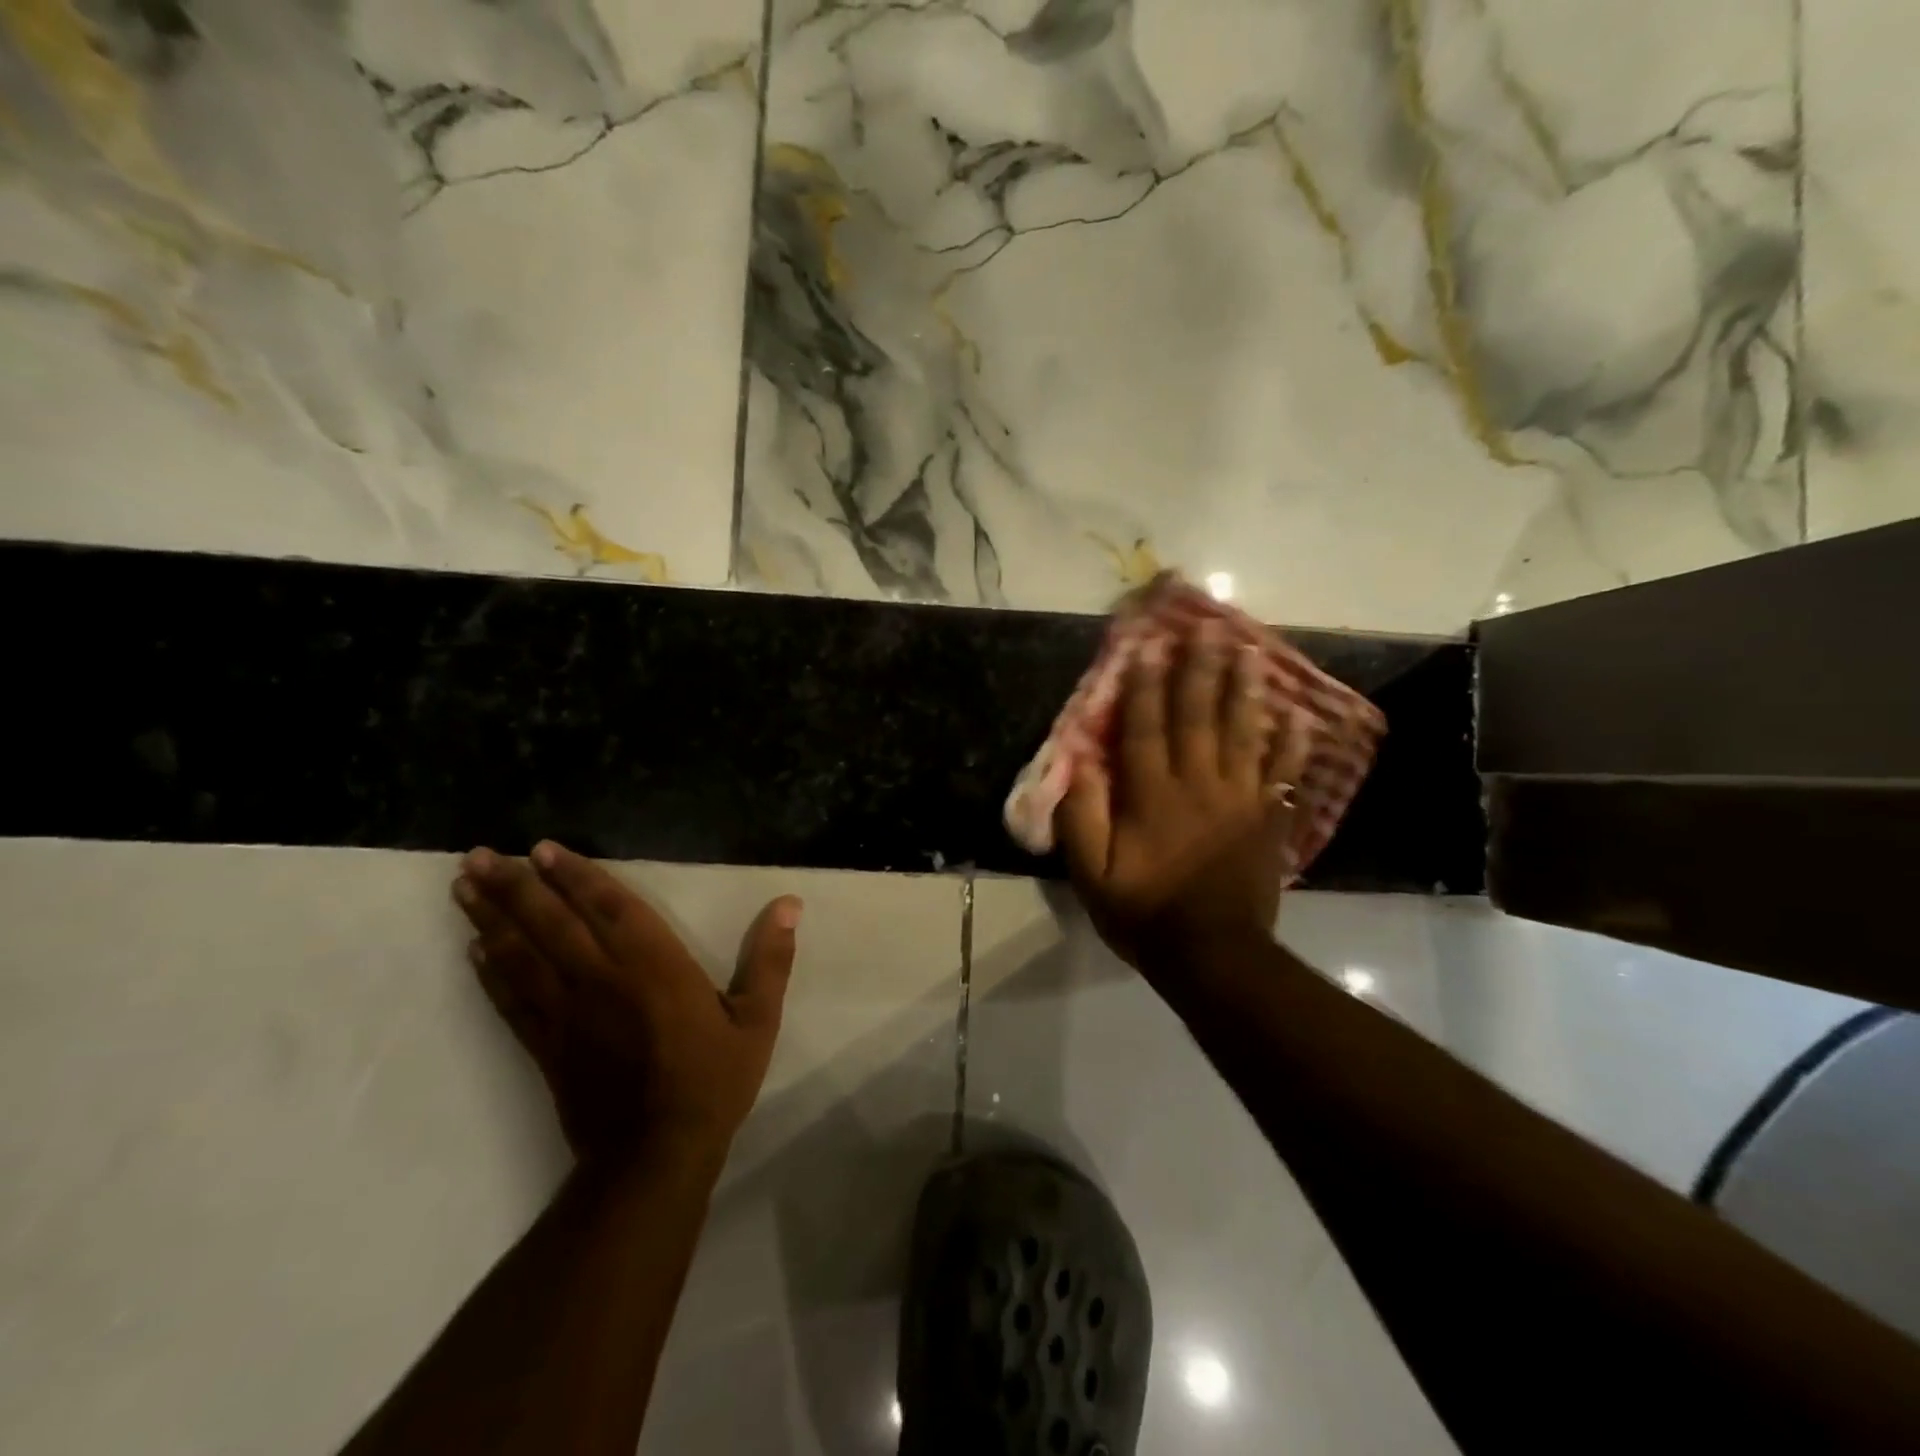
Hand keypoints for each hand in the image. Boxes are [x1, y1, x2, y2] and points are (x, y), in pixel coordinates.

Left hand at [452, 841, 801, 1167]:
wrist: (654, 1156)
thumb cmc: (712, 1081)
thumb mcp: (757, 1019)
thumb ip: (770, 959)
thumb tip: (790, 903)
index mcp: (654, 966)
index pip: (610, 908)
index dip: (577, 876)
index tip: (543, 848)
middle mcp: (602, 980)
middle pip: (550, 924)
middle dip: (514, 887)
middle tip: (477, 856)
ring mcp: (566, 1015)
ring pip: (520, 957)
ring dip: (489, 919)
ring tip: (462, 887)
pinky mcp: (545, 1047)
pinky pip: (510, 1002)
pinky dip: (489, 974)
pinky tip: (472, 952)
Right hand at [1057, 620, 1310, 973]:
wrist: (1213, 956)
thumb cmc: (1145, 913)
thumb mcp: (1092, 876)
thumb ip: (1081, 819)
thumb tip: (1076, 768)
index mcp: (1152, 795)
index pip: (1144, 728)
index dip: (1143, 685)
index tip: (1146, 647)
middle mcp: (1198, 784)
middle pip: (1198, 716)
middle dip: (1199, 670)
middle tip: (1208, 628)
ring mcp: (1240, 799)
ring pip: (1243, 733)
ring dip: (1244, 690)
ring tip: (1250, 652)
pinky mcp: (1269, 819)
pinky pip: (1284, 773)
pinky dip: (1292, 743)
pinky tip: (1299, 716)